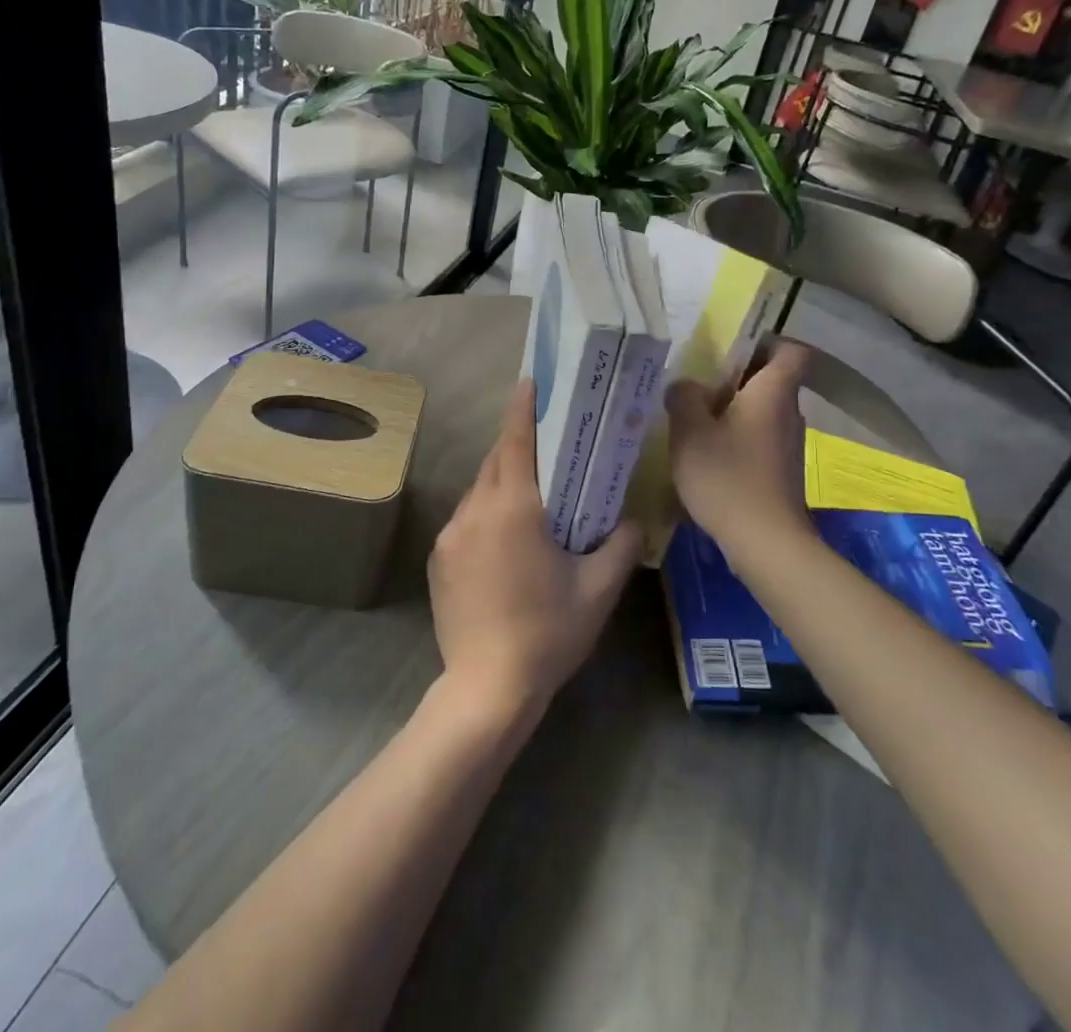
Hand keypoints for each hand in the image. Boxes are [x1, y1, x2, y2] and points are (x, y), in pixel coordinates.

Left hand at [428, 380, 640, 720]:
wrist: (487, 688)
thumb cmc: (548, 633)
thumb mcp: (598, 589)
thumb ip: (621, 545)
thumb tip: (632, 521)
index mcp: (514, 508)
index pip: (516, 441)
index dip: (523, 408)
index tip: (529, 382)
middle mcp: (475, 511)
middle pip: (495, 461)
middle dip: (516, 442)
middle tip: (544, 438)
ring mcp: (450, 535)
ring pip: (478, 490)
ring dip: (502, 481)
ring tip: (530, 494)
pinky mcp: (438, 559)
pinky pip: (465, 520)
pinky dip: (486, 513)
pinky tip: (506, 540)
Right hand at [665, 340, 812, 559]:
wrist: (765, 543)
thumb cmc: (727, 477)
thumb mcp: (689, 431)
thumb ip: (684, 398)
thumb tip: (687, 386)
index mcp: (773, 392)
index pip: (791, 351)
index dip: (766, 343)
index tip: (732, 350)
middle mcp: (789, 413)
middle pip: (770, 381)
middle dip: (736, 380)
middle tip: (697, 387)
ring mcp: (789, 445)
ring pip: (762, 412)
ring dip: (733, 412)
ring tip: (695, 422)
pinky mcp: (782, 471)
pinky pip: (759, 439)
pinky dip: (737, 439)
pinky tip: (708, 456)